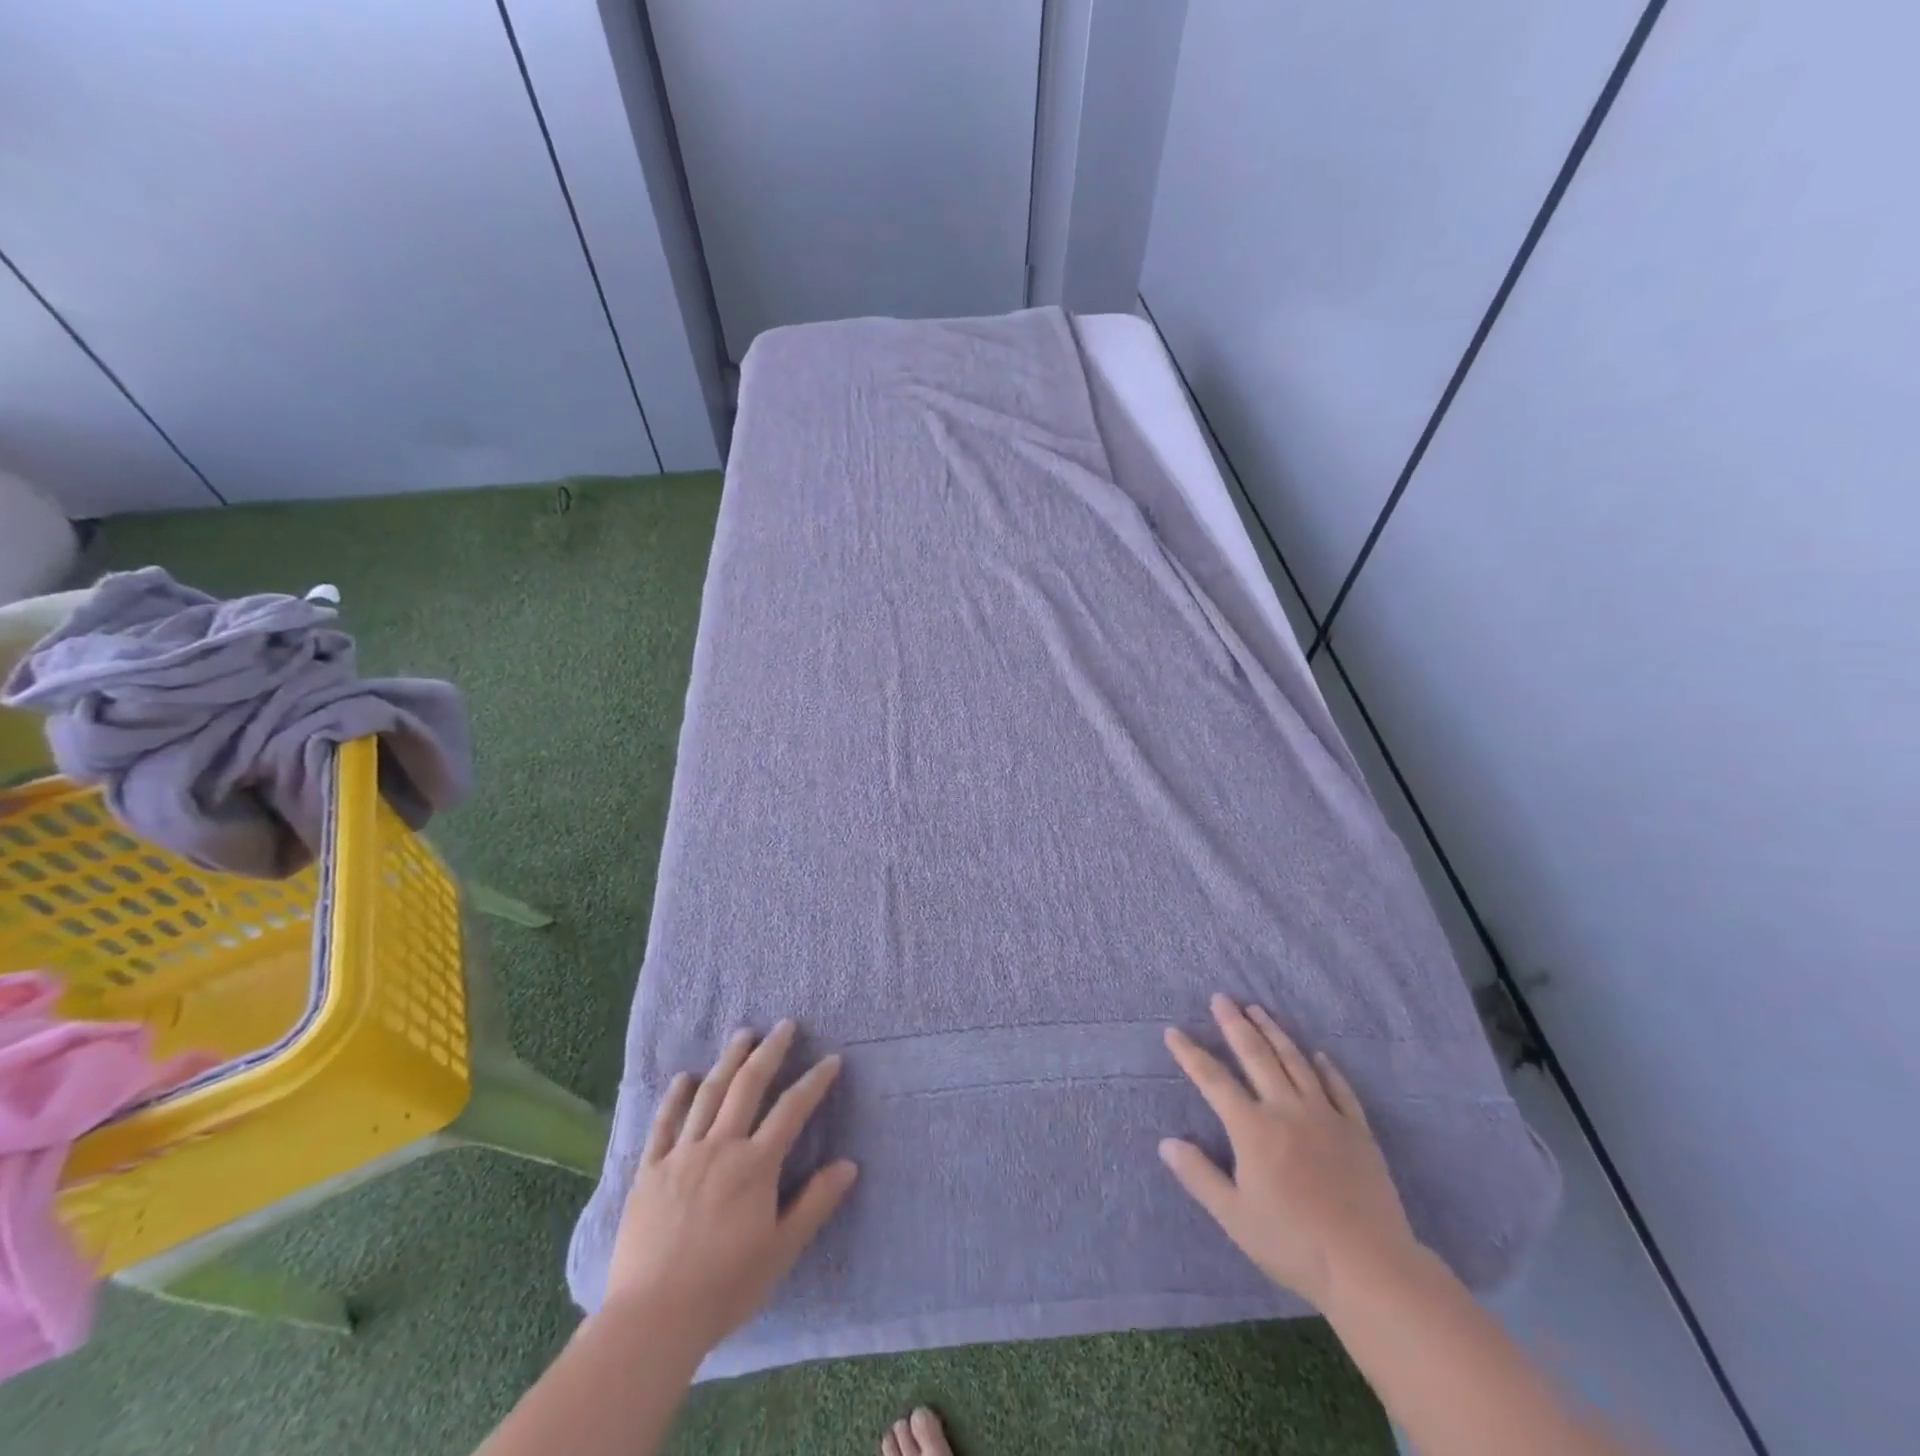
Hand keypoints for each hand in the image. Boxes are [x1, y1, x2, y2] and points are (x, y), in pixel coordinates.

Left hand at [605, 1020, 858, 1354]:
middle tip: (784, 1025)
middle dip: (770, 1051)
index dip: (814, 1082)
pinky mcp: (649, 1171)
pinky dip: (675, 1097)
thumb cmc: (725, 1288)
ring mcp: (681, 1155)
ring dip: (728, 1060)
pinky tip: (684, 1078)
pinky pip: (664, 1124)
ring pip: (708, 1094)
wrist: (652, 1320)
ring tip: (743, 1034)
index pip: (792, 1110)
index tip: (831, 1060)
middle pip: (748, 1086)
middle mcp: (720, 1147)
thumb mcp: (781, 1250)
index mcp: (755, 1165)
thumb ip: (815, 1203)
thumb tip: (849, 1164)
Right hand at [1160, 994, 1418, 1309]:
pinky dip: (1326, 1068)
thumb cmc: (1293, 1244)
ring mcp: (1325, 1117)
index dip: (1191, 1054)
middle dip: (1235, 1024)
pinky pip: (1339, 1089)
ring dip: (1274, 1032)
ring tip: (1258, 1009)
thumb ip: (1199, 1176)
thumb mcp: (1234, 1217)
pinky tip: (1318, 1054)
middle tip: (1221, 998)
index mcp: (1253, 1129)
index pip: (1213, 1080)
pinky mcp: (1357, 1132)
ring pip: (1295, 1062)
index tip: (1173, 1031)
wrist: (1370, 1268)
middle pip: (1256, 1056)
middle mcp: (1286, 1110)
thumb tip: (1166, 1143)